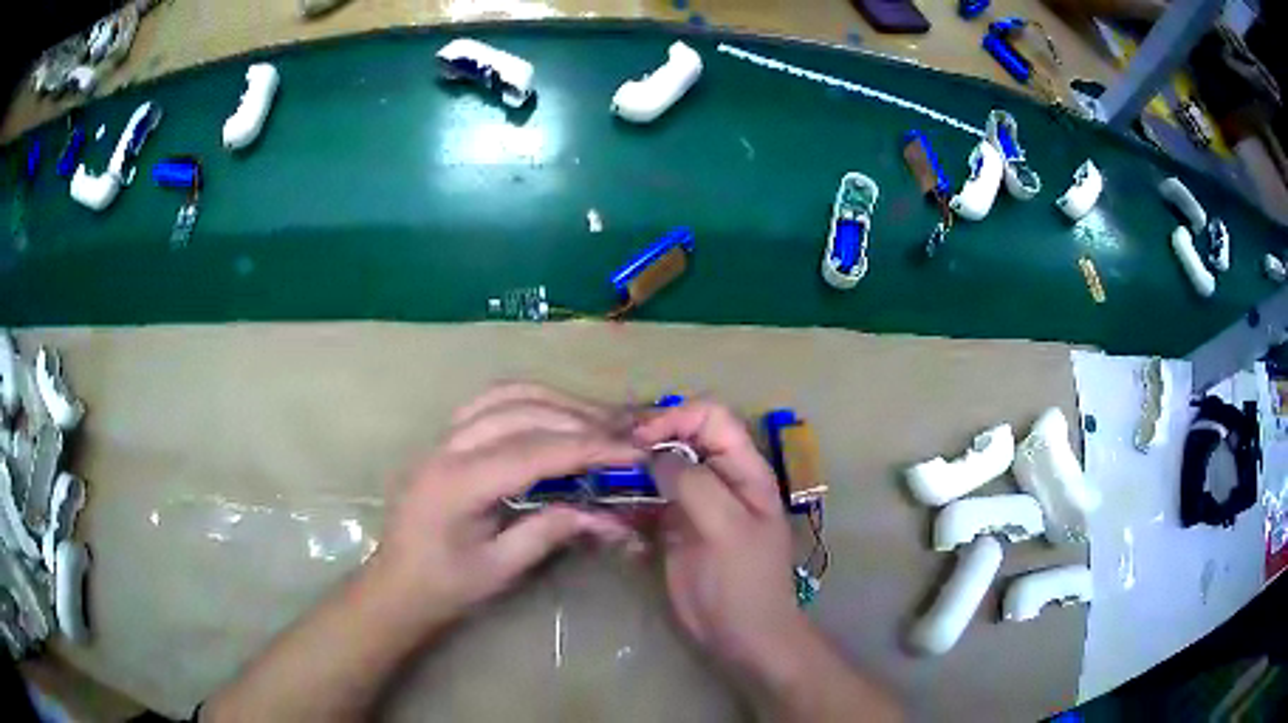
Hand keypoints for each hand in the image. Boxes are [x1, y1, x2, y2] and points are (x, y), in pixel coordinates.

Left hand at [377, 383, 644, 627]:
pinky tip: (551, 414)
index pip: (533, 451)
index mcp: (457, 484)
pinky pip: (488, 403)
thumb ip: (548, 532)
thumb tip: (603, 512)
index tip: (631, 452)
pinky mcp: (443, 439)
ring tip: (596, 419)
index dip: (587, 448)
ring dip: (554, 402)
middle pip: (521, 412)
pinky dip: (526, 401)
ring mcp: (441, 438)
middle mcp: (447, 448)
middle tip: (623, 434)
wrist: (394, 586)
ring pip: (503, 396)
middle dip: (578, 419)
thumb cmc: (444, 587)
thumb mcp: (500, 569)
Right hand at [637, 400, 903, 722]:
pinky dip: (627, 501)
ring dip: (631, 471)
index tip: (639, 440)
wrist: (741, 634)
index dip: (675, 418)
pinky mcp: (673, 528)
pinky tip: (608, 511)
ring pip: (659, 470)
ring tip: (600, 480)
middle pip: (681, 439)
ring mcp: (694, 503)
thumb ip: (695, 484)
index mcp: (743, 469)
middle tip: (609, 455)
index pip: (711, 417)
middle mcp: (718, 478)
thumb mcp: (727, 527)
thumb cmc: (743, 580)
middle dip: (647, 440)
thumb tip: (656, 455)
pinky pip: (647, 501)